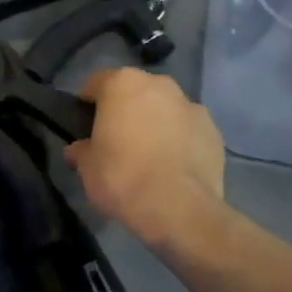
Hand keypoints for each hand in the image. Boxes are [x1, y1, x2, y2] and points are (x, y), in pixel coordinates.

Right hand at [63, 69, 226, 249]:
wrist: (179, 208)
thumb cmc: (122, 177)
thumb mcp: (87, 168)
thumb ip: (81, 151)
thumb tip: (78, 150)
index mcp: (122, 84)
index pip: (96, 83)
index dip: (87, 104)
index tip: (84, 126)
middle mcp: (159, 84)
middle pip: (134, 92)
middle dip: (125, 111)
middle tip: (116, 141)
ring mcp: (191, 105)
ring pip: (164, 109)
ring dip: (155, 123)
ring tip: (148, 156)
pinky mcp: (213, 130)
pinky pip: (188, 130)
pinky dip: (180, 141)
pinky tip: (173, 167)